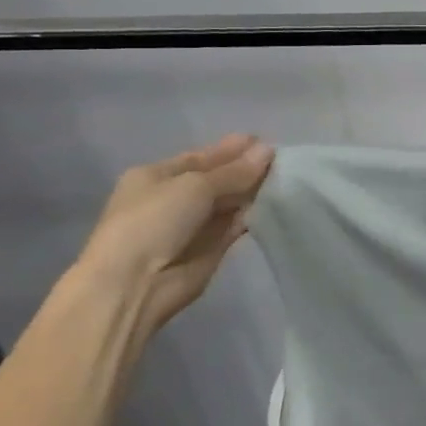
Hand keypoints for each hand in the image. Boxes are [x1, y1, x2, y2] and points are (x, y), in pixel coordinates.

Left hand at [73, 135, 274, 336]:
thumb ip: (235, 171)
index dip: (232, 149)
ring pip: (231, 201)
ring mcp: (193, 224)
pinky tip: (278, 203)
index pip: (201, 157)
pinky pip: (238, 224)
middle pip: (218, 178)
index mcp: (156, 176)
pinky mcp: (212, 247)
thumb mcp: (195, 185)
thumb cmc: (154, 221)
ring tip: (289, 177)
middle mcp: (173, 198)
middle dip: (247, 169)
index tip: (265, 142)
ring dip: (255, 191)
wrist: (136, 283)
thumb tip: (269, 150)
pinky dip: (255, 214)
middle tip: (284, 159)